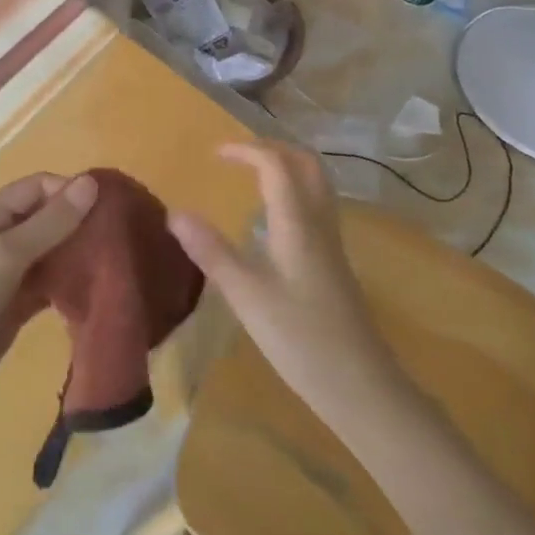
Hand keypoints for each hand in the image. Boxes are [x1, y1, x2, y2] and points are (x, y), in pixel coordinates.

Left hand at [0, 171, 97, 440]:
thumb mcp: (3, 257)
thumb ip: (49, 223)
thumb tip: (92, 182)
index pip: (40, 188)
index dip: (73, 192)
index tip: (113, 209)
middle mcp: (0, 239)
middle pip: (50, 219)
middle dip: (84, 224)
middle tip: (126, 238)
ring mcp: (8, 277)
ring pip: (54, 254)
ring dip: (81, 256)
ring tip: (122, 263)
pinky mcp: (16, 310)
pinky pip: (52, 288)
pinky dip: (73, 287)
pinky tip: (101, 292)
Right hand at [169, 143, 401, 428]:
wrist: (360, 385)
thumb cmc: (300, 338)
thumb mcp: (246, 295)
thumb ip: (211, 251)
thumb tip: (175, 213)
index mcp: (298, 222)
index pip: (276, 165)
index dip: (246, 151)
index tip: (214, 154)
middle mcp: (320, 223)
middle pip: (306, 165)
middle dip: (273, 149)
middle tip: (238, 156)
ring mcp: (332, 243)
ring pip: (316, 185)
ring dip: (287, 168)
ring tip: (253, 176)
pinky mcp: (334, 263)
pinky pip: (316, 207)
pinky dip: (293, 193)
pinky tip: (273, 220)